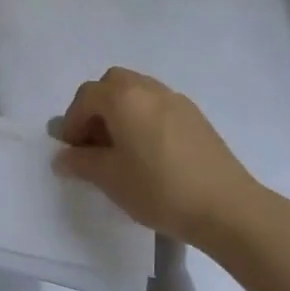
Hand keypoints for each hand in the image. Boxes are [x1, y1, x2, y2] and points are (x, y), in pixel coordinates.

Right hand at [53, 67, 272, 248]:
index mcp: (124, 98)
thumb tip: (63, 157)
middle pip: (113, 84)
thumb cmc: (158, 189)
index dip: (72, 121)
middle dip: (96, 107)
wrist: (226, 207)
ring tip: (121, 149)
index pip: (86, 96)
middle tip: (94, 142)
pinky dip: (143, 118)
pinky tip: (148, 153)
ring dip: (121, 112)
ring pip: (138, 92)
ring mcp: (177, 100)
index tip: (72, 151)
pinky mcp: (196, 117)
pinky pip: (158, 106)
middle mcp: (149, 89)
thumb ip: (81, 162)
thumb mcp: (110, 179)